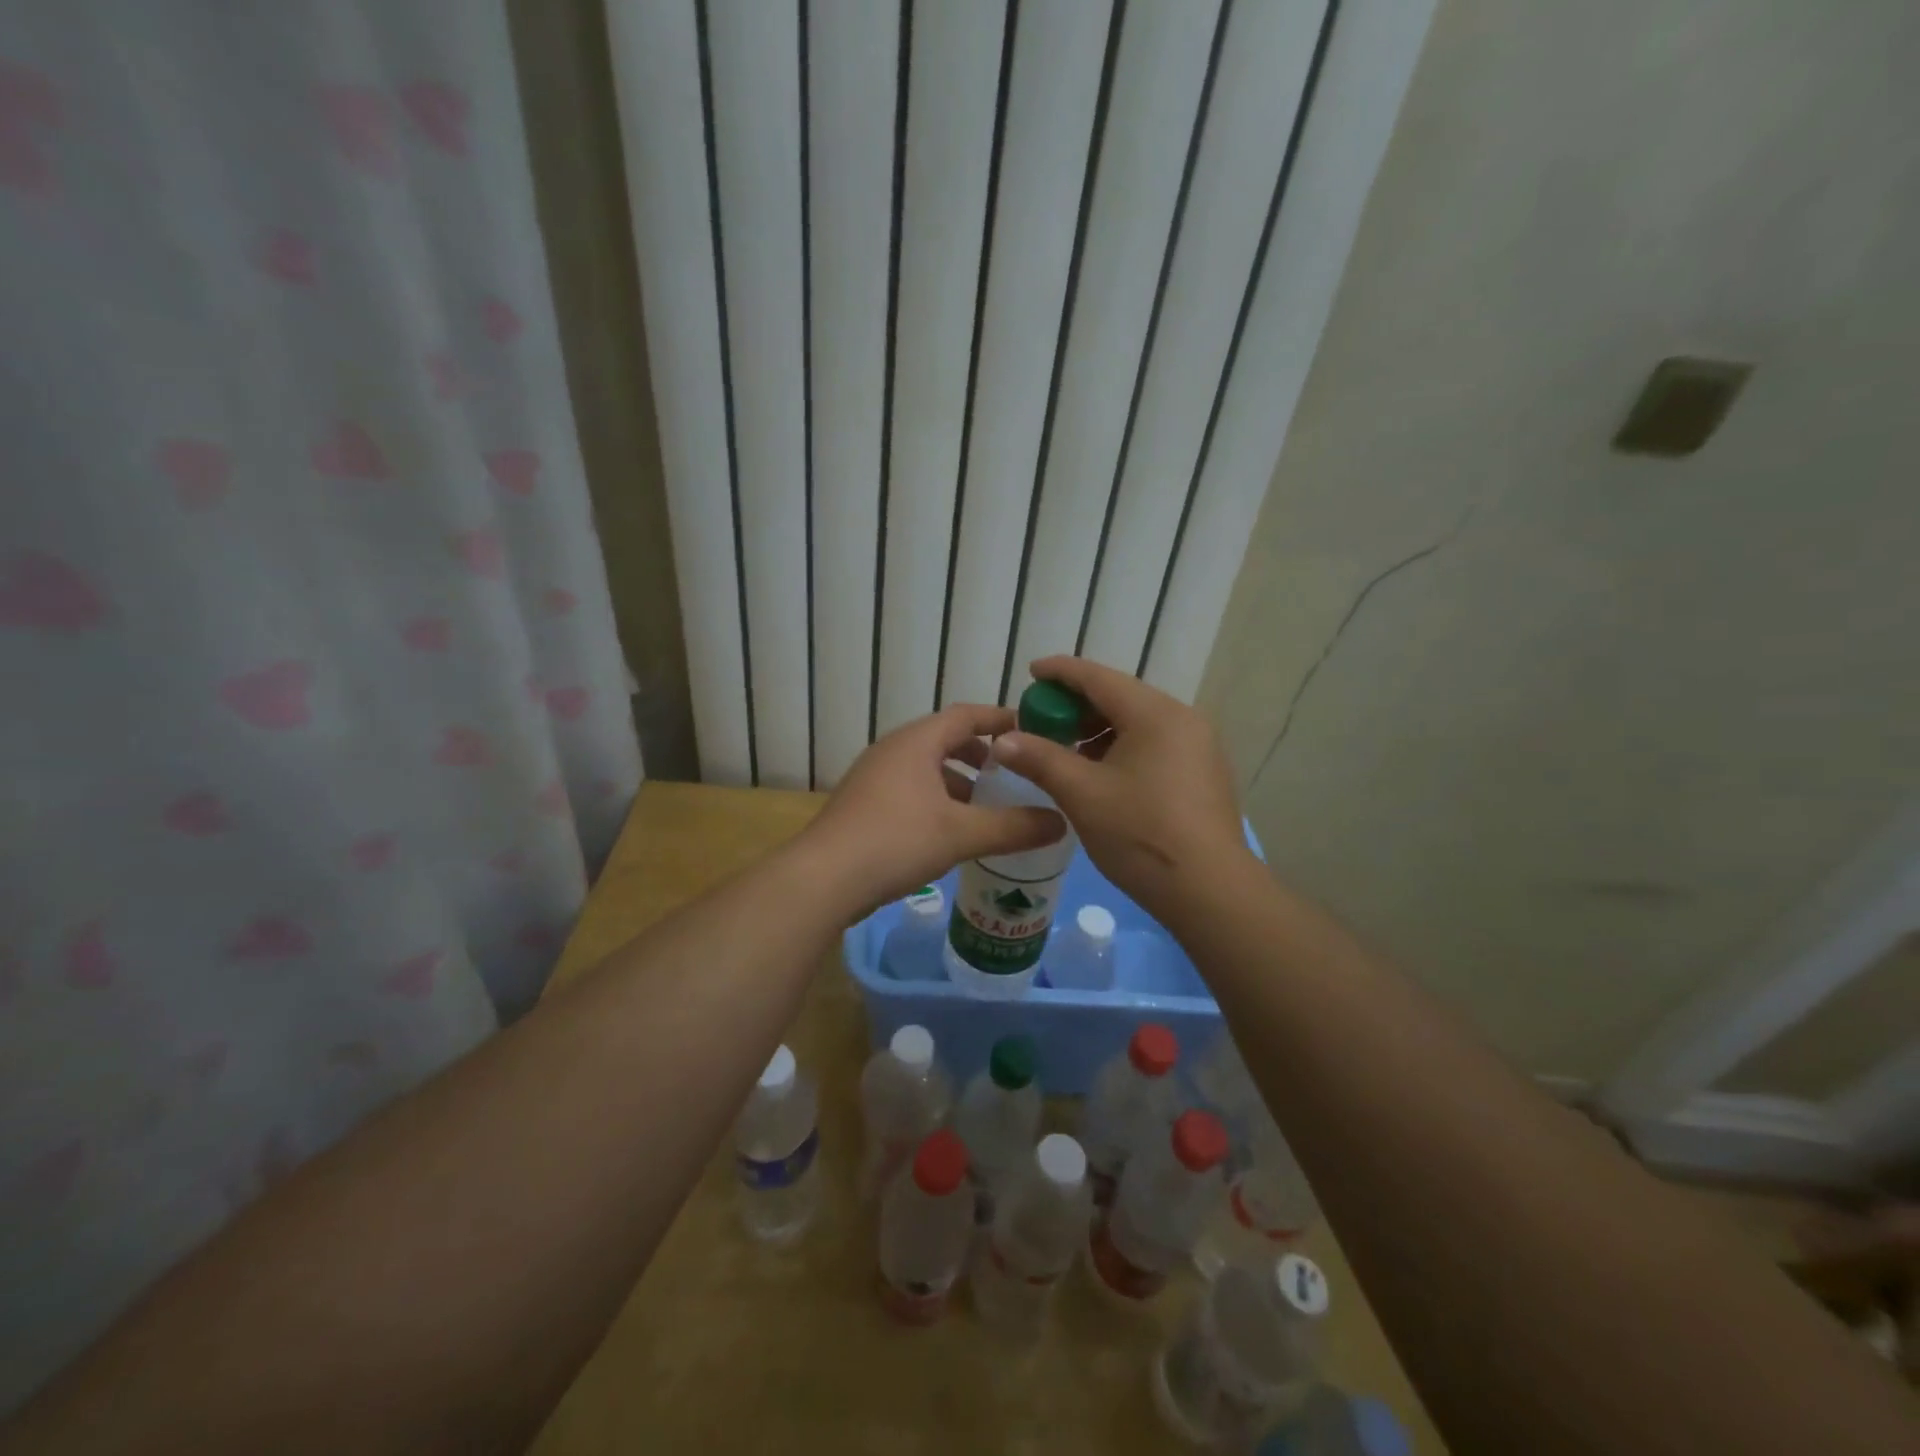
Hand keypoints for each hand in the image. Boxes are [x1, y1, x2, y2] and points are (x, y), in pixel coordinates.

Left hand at [802, 702, 1066, 913]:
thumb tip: (1061, 822)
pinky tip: (950, 832)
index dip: (1001, 719)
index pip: (966, 715)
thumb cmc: (895, 841)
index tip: (1032, 730)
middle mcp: (893, 750)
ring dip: (958, 782)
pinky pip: (910, 790)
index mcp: (916, 742)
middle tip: (1012, 774)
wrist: (822, 879)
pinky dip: (937, 800)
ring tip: (986, 808)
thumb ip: (1014, 827)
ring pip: (927, 768)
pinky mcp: (864, 805)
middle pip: (945, 739)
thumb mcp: (962, 833)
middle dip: (981, 755)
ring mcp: (874, 778)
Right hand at [991, 657, 1253, 926]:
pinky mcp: (1204, 774)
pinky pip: (1155, 745)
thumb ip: (1040, 759)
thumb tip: (1003, 739)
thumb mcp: (1082, 794)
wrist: (1210, 891)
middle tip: (1042, 721)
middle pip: (1121, 698)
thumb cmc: (1141, 834)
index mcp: (1155, 714)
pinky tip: (1103, 775)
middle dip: (1077, 706)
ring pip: (1139, 723)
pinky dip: (1123, 749)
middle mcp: (1183, 719)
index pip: (1099, 678)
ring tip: (1067, 753)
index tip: (1031, 672)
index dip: (1061, 672)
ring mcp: (1200, 747)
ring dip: (1099, 731)